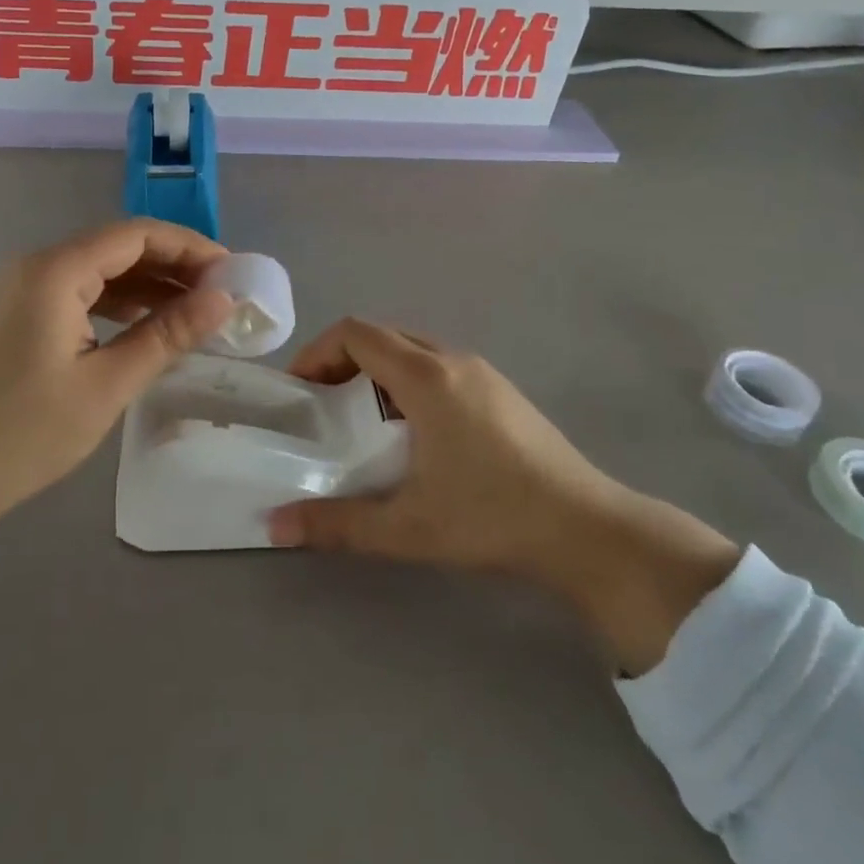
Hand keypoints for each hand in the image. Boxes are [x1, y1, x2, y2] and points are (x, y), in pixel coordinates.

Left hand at [0, 220, 233, 618]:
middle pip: (118, 247)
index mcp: (55, 270)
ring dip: (148, 286)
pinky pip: (80, 294)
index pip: (135, 235)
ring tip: (195, 311)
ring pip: (100, 272)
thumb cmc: (25, 433)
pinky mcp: (19, 317)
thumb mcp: (108, 384)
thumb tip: (223, 299)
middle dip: (172, 265)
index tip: (232, 271)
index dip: (189, 246)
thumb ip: (168, 334)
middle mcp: (37, 266)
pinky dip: (119, 305)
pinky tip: (148, 327)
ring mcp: (23, 291)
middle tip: (221, 295)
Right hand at [267, 320, 739, 673]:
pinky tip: (413, 434)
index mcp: (426, 376)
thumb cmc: (492, 517)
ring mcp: (482, 372)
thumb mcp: (407, 527)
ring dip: (375, 371)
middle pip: (381, 335)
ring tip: (361, 421)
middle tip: (321, 406)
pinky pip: (437, 366)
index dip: (317, 352)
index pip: (355, 333)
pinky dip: (406, 381)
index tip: (300, 391)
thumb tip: (274, 526)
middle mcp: (452, 359)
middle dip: (341, 361)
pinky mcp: (500, 390)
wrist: (588, 530)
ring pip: (411, 349)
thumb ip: (337, 523)